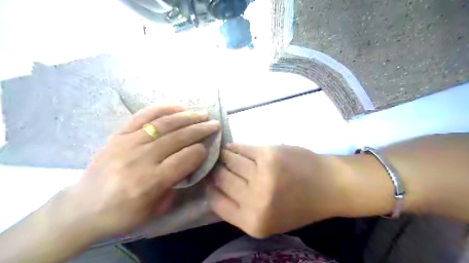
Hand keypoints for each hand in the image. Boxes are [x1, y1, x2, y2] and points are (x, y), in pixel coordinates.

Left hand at [59, 104, 219, 238]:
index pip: (185, 159)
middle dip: (200, 130)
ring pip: (163, 124)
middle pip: (177, 138)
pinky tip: (178, 107)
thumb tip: (192, 162)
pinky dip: (162, 109)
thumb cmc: (122, 214)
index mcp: (149, 182)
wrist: (81, 209)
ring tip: (202, 114)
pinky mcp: (118, 135)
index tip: (208, 148)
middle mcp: (139, 159)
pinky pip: (142, 117)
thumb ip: (177, 185)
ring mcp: (127, 143)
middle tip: (214, 124)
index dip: (201, 152)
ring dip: (187, 117)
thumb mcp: (156, 210)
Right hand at [208, 145, 347, 237]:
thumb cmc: (298, 205)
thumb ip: (240, 209)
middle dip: (216, 170)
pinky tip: (233, 148)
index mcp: (252, 222)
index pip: (215, 202)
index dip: (210, 188)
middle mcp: (255, 200)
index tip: (209, 179)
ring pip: (229, 160)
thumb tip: (214, 187)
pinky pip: (242, 148)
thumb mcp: (267, 220)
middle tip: (215, 164)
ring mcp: (262, 175)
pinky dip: (235, 147)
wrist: (328, 185)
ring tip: (223, 154)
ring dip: (224, 157)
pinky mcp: (268, 154)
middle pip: (221, 178)